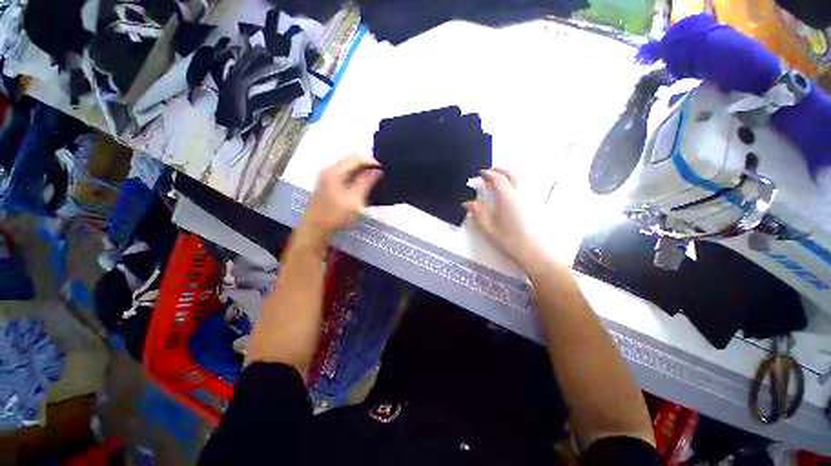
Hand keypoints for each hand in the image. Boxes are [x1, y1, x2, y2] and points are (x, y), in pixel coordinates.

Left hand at [301, 155, 381, 243]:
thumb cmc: (336, 215)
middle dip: (366, 166)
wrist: (315, 229)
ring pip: (347, 168)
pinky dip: (354, 177)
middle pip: (351, 161)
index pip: (356, 157)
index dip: (371, 161)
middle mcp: (329, 170)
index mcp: (335, 171)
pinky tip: (361, 186)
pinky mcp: (326, 184)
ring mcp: (326, 177)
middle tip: (379, 175)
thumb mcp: (355, 199)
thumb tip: (377, 170)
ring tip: (373, 180)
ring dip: (360, 172)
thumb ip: (366, 182)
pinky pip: (344, 175)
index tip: (382, 169)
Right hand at [463, 169, 543, 268]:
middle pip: (513, 174)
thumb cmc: (509, 241)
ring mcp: (531, 198)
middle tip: (492, 171)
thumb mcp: (489, 228)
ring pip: (524, 178)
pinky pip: (529, 186)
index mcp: (507, 198)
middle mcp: (521, 194)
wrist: (535, 253)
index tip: (481, 174)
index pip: (498, 179)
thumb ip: (478, 213)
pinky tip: (516, 189)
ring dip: (512, 173)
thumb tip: (467, 203)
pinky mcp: (537, 204)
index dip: (489, 174)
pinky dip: (521, 181)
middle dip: (502, 170)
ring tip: (504, 177)